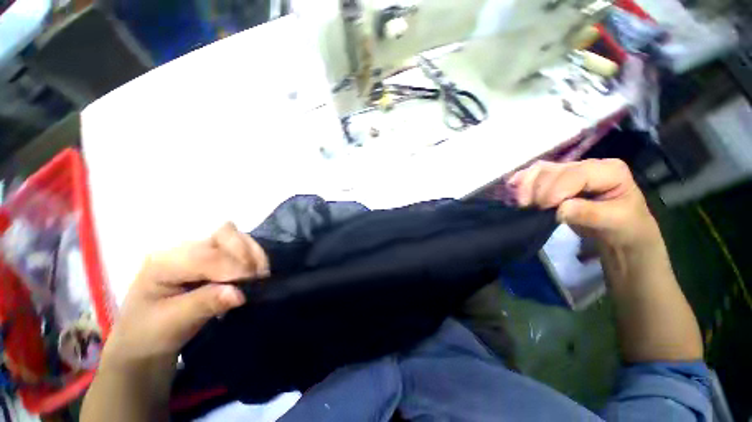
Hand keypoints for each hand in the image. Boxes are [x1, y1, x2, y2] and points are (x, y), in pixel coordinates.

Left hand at [104, 223, 269, 365]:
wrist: (142, 338)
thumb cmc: (149, 333)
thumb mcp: (172, 324)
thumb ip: (205, 305)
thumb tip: (240, 293)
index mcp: (162, 262)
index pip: (206, 255)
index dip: (233, 268)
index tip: (250, 287)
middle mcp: (181, 248)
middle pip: (224, 234)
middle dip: (245, 256)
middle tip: (254, 280)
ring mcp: (197, 248)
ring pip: (236, 236)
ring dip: (253, 254)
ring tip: (257, 276)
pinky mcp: (211, 254)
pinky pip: (240, 245)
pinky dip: (253, 256)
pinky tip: (254, 272)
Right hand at [508, 159, 660, 248]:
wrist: (618, 231)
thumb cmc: (623, 226)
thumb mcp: (616, 222)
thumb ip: (591, 214)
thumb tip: (560, 210)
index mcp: (609, 170)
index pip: (577, 174)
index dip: (556, 188)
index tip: (543, 207)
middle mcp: (587, 165)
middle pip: (554, 170)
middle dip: (537, 188)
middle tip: (527, 207)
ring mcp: (568, 171)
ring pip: (540, 170)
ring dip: (525, 185)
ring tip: (519, 202)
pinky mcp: (555, 180)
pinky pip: (533, 175)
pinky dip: (521, 181)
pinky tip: (512, 188)